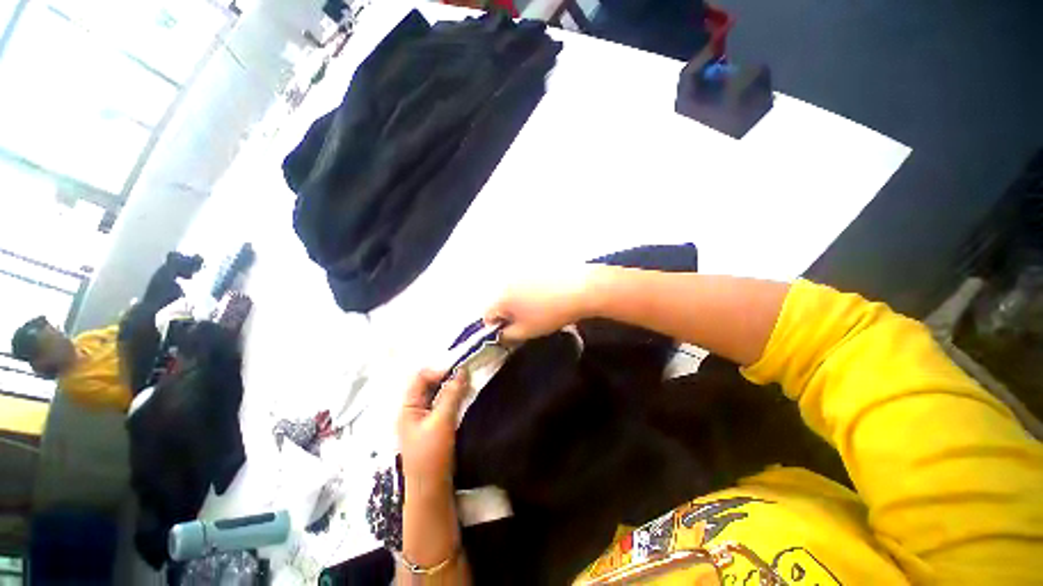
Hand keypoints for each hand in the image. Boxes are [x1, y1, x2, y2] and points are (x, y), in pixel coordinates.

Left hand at [397, 369, 469, 485]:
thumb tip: (462, 371)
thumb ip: (451, 395)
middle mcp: (413, 410)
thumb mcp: (442, 422)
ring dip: (451, 389)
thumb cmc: (432, 455)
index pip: (420, 378)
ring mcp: (423, 419)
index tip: (458, 372)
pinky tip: (464, 398)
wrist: (431, 490)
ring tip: (468, 385)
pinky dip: (453, 399)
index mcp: (407, 407)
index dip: (438, 371)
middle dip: (447, 378)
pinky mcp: (433, 426)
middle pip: (428, 385)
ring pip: (437, 395)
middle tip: (466, 376)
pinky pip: (443, 405)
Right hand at [483, 265, 598, 341]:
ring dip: (521, 302)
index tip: (511, 333)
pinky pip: (528, 283)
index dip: (496, 327)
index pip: (487, 315)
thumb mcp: (527, 331)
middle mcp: (508, 281)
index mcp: (502, 297)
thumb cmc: (551, 313)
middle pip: (501, 301)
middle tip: (527, 322)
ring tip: (540, 308)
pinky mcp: (538, 266)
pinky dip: (532, 291)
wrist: (581, 289)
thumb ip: (508, 336)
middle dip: (509, 314)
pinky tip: (548, 296)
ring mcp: (523, 271)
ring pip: (515, 291)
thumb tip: (501, 334)